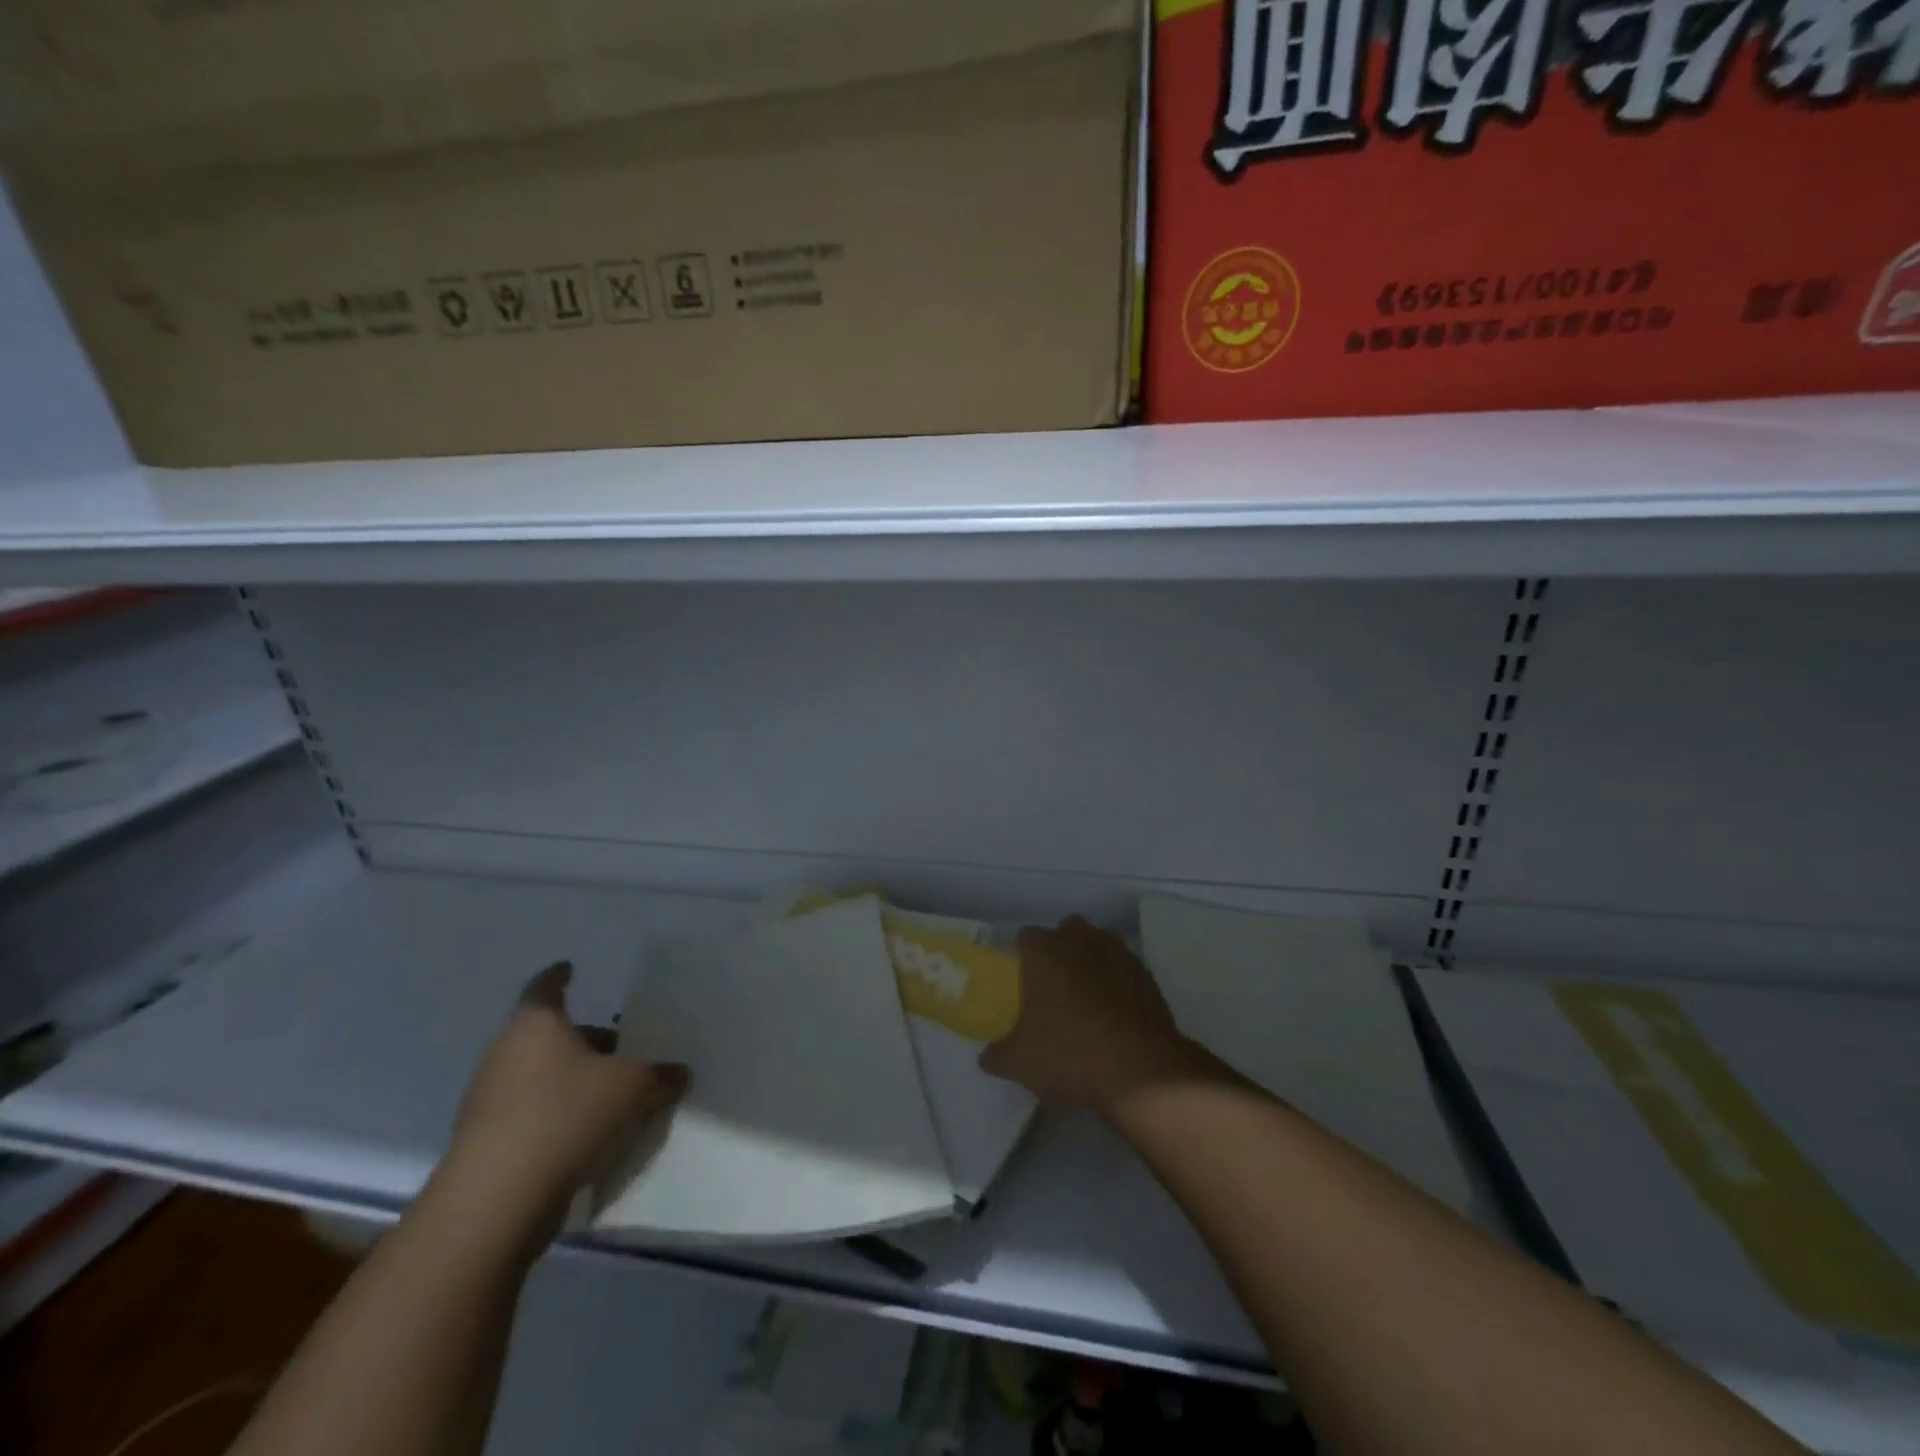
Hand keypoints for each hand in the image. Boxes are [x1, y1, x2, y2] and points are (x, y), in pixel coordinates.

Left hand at [432, 962, 686, 1252]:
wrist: (495, 1200)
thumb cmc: (566, 1116)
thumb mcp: (632, 1089)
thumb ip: (660, 1077)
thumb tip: (680, 1072)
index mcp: (536, 1024)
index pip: (546, 987)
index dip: (559, 977)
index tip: (570, 969)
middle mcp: (505, 1052)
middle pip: (546, 1034)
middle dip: (581, 1037)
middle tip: (616, 1044)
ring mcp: (488, 1099)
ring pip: (536, 1074)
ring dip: (568, 1077)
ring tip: (608, 1091)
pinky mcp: (484, 1141)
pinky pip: (527, 1112)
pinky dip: (554, 1113)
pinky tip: (585, 1132)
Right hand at [979, 916, 1214, 1115]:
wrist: (1141, 1072)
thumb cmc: (1069, 1054)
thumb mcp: (1019, 1063)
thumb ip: (997, 1054)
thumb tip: (988, 1056)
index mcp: (1043, 950)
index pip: (1025, 938)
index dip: (1022, 958)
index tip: (1021, 984)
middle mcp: (1079, 939)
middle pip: (1064, 933)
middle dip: (1059, 952)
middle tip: (1053, 989)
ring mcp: (1118, 952)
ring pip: (1098, 945)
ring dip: (1091, 962)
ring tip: (1086, 1000)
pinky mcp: (1147, 973)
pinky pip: (1123, 968)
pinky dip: (1117, 982)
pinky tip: (1114, 1013)